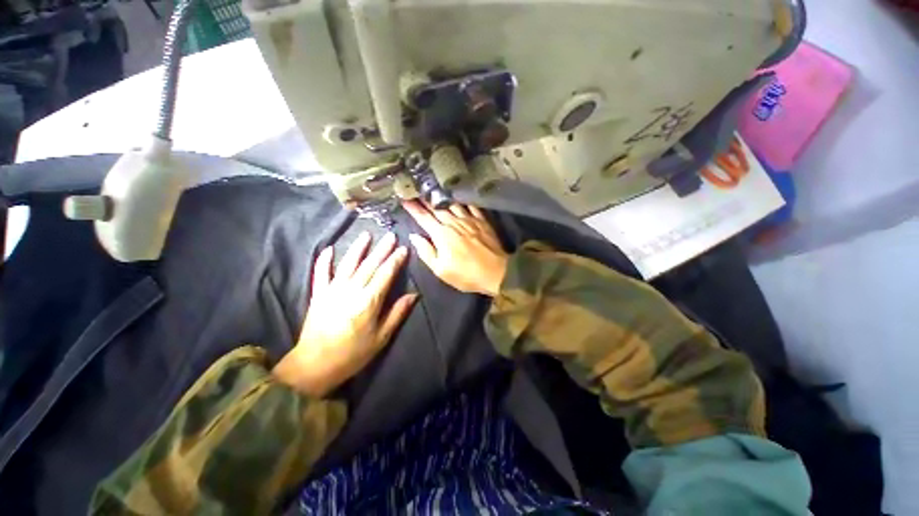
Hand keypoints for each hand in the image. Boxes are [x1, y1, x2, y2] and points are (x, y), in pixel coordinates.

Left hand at [273, 232, 416, 396]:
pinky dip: (324, 260)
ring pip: (348, 263)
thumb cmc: (353, 353)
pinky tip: (330, 248)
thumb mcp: (381, 337)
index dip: (395, 260)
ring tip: (366, 235)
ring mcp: (332, 290)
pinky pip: (321, 273)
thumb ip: (397, 313)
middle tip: (391, 236)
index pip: (386, 274)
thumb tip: (413, 295)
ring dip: (358, 248)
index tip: (403, 249)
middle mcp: (351, 290)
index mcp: (369, 301)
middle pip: (370, 265)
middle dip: (382, 249)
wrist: (315, 365)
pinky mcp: (318, 294)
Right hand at [403, 200, 508, 296]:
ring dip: (442, 198)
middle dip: (425, 200)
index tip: (405, 200)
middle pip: (436, 208)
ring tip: (435, 193)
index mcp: (441, 234)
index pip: (423, 218)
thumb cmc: (466, 274)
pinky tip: (459, 199)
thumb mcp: (441, 270)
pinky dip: (463, 202)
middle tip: (416, 192)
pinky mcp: (482, 221)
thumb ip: (426, 252)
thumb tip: (415, 236)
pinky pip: (470, 207)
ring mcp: (469, 220)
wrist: (496, 272)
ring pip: (452, 204)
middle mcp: (454, 223)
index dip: (413, 208)